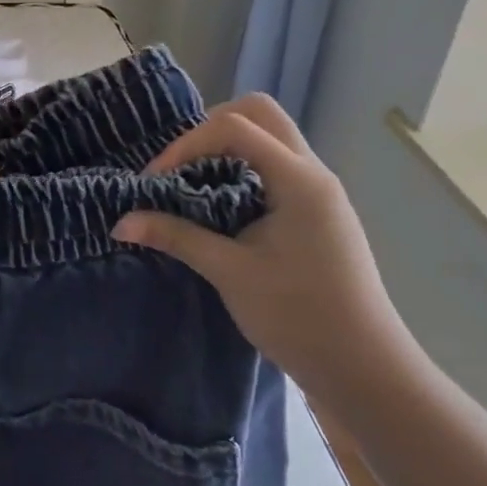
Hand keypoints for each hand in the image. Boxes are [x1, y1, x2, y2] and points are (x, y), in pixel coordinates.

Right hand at [113, 93, 416, 408]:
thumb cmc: (299, 318)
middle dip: (211, 126)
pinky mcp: (318, 211)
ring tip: (193, 180)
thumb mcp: (229, 272)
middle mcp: (313, 173)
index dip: (187, 143)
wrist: (365, 372)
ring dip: (227, 146)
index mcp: (299, 180)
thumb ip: (176, 236)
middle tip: (179, 163)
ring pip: (270, 137)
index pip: (236, 128)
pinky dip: (242, 167)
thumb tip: (120, 222)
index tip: (156, 178)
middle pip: (260, 113)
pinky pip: (275, 164)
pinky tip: (220, 203)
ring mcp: (320, 192)